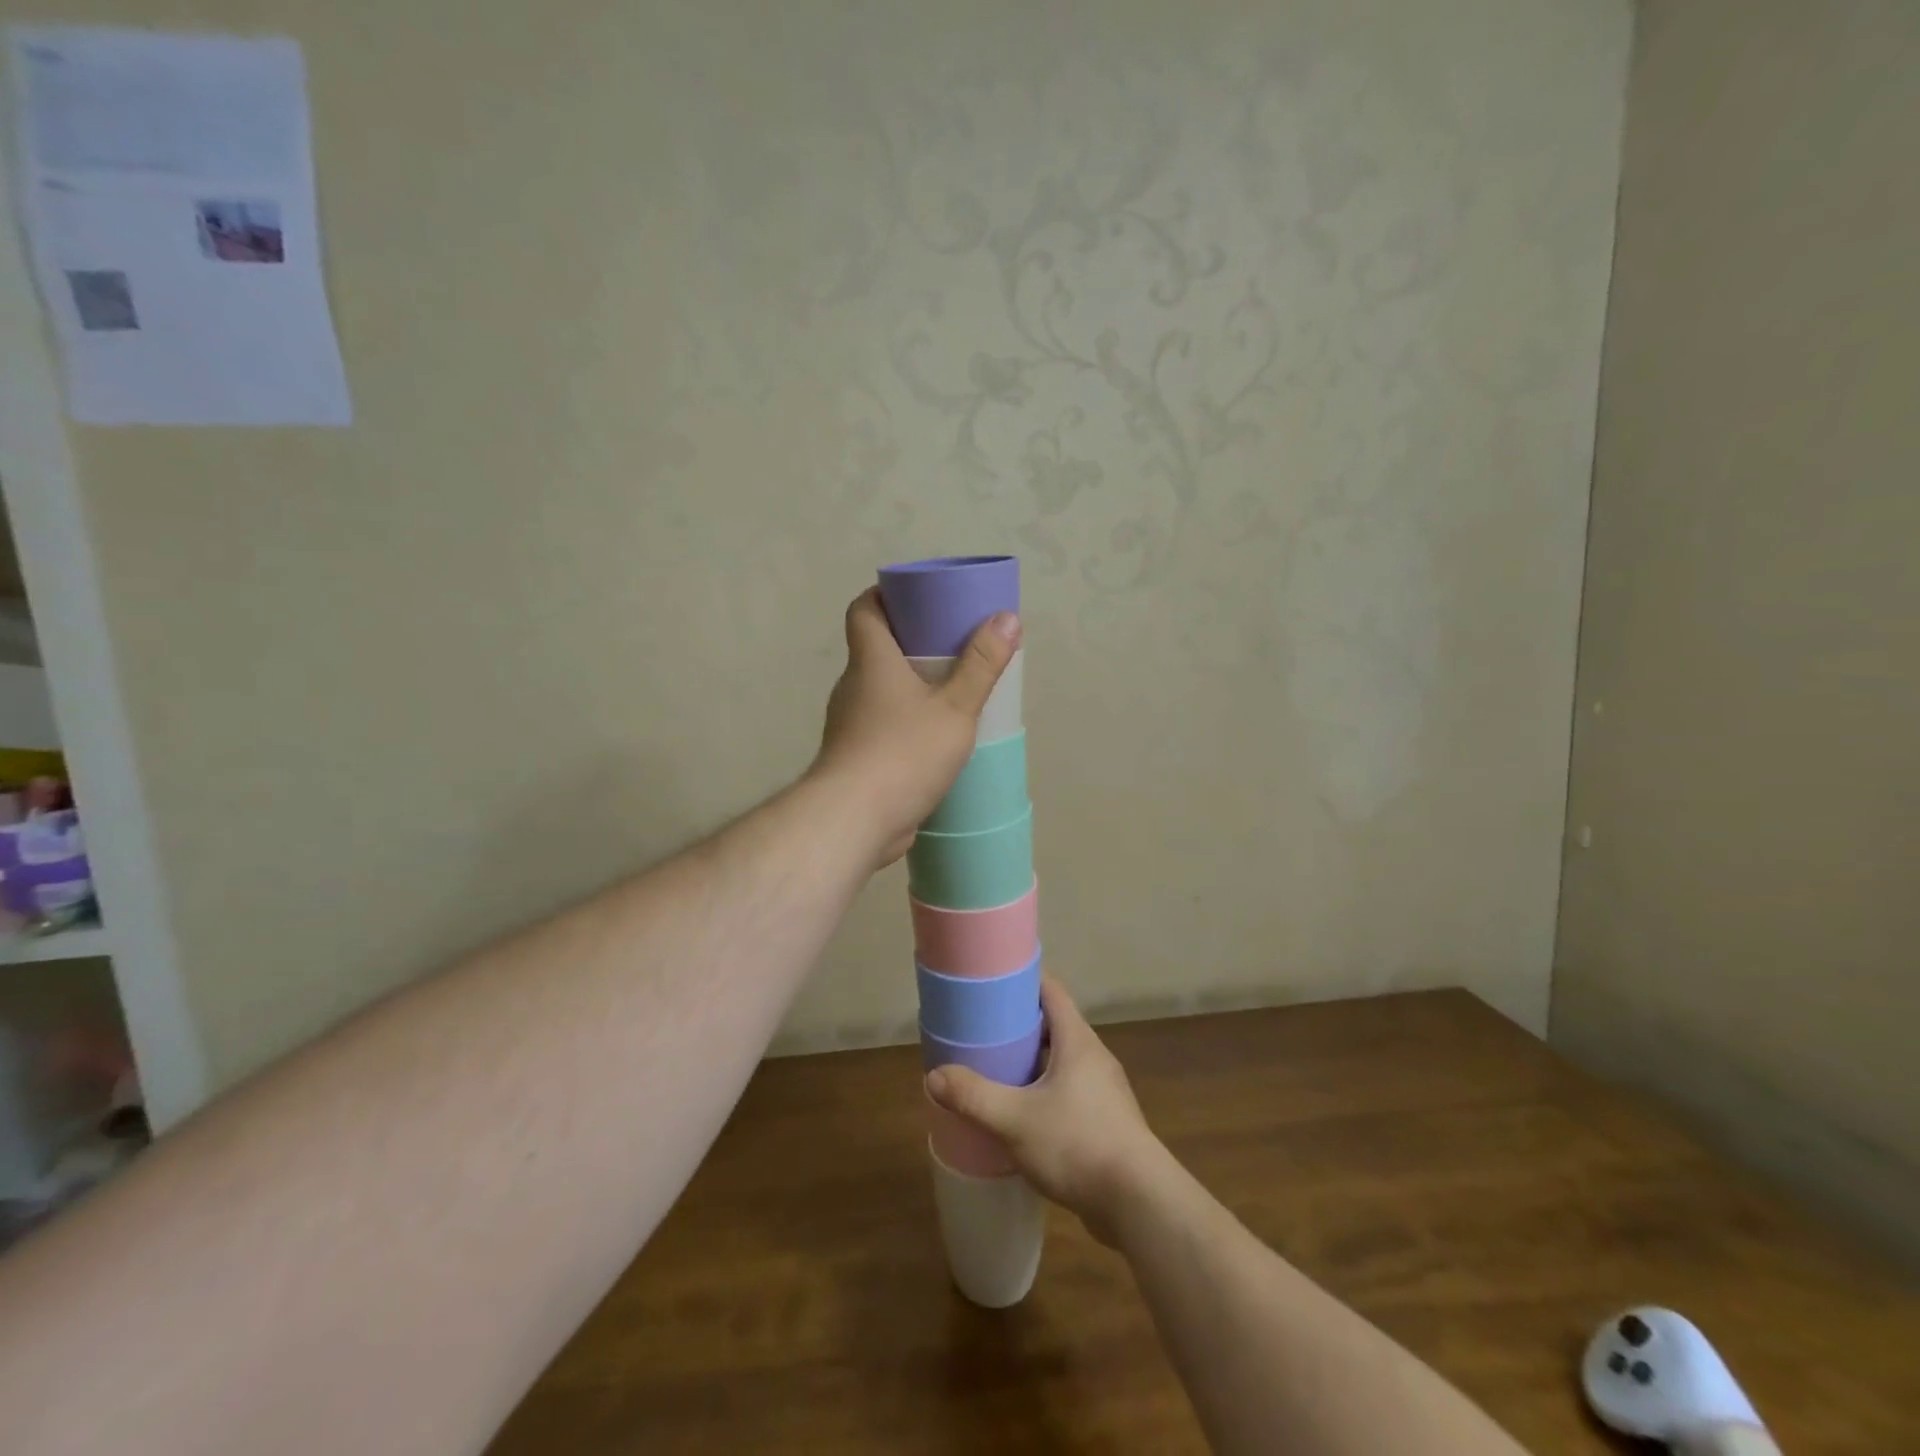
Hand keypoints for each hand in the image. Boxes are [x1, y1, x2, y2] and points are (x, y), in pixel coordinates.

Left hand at [812, 587, 1019, 866]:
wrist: (854, 820)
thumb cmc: (904, 752)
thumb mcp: (955, 707)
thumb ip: (981, 665)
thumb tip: (1007, 617)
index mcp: (870, 661)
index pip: (864, 609)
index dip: (886, 596)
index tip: (919, 598)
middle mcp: (853, 686)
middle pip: (876, 649)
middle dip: (911, 643)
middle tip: (953, 645)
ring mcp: (850, 724)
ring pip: (880, 691)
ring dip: (910, 687)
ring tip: (952, 692)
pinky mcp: (856, 758)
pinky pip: (882, 726)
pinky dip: (905, 722)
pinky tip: (935, 739)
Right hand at [926, 977, 1167, 1245]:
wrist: (1139, 1203)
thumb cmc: (1078, 1144)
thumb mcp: (1015, 1120)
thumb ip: (974, 1097)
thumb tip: (933, 1077)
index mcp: (1078, 1041)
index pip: (1051, 991)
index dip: (1023, 980)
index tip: (992, 982)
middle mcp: (1094, 1057)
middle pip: (1054, 1024)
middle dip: (1019, 1024)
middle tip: (983, 1029)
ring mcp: (1103, 1091)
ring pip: (1062, 1061)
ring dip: (1032, 1061)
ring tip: (996, 1069)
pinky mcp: (1106, 1121)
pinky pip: (1069, 1091)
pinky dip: (1044, 1091)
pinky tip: (1021, 1114)